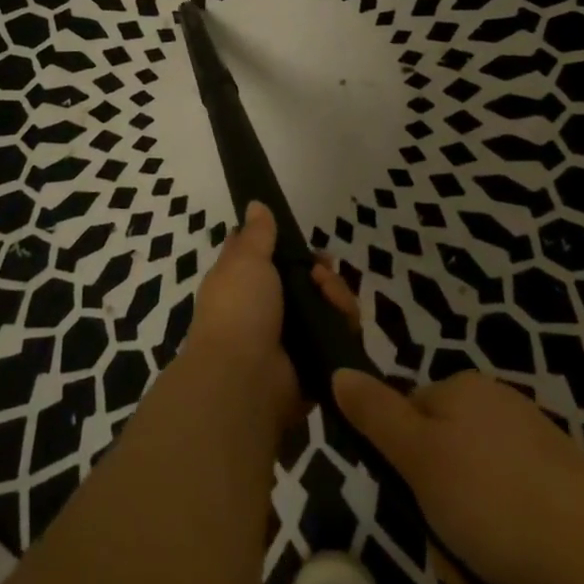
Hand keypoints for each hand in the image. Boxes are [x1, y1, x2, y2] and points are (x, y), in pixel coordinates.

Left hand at [186, 202, 357, 436]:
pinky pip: (340, 336)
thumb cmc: (238, 309)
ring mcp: (292, 338)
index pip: (271, 260)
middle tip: (322, 271)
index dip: (290, 248)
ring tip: (329, 293)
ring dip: (335, 294)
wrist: (244, 378)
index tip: (303, 242)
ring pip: (328, 307)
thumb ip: (256, 234)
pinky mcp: (316, 362)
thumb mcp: (244, 260)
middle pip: (307, 283)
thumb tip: (255, 204)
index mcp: (243, 285)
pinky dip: (345, 324)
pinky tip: (342, 318)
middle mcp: (267, 310)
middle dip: (322, 272)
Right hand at [331, 368, 583, 583]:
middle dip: (441, 521)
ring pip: (476, 505)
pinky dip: (510, 559)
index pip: (408, 417)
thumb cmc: (496, 501)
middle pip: (442, 467)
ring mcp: (537, 452)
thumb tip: (338, 369)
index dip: (402, 467)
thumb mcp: (420, 457)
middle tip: (456, 557)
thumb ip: (375, 415)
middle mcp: (499, 411)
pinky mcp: (567, 494)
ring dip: (473, 552)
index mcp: (464, 390)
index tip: (414, 509)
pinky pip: (516, 524)